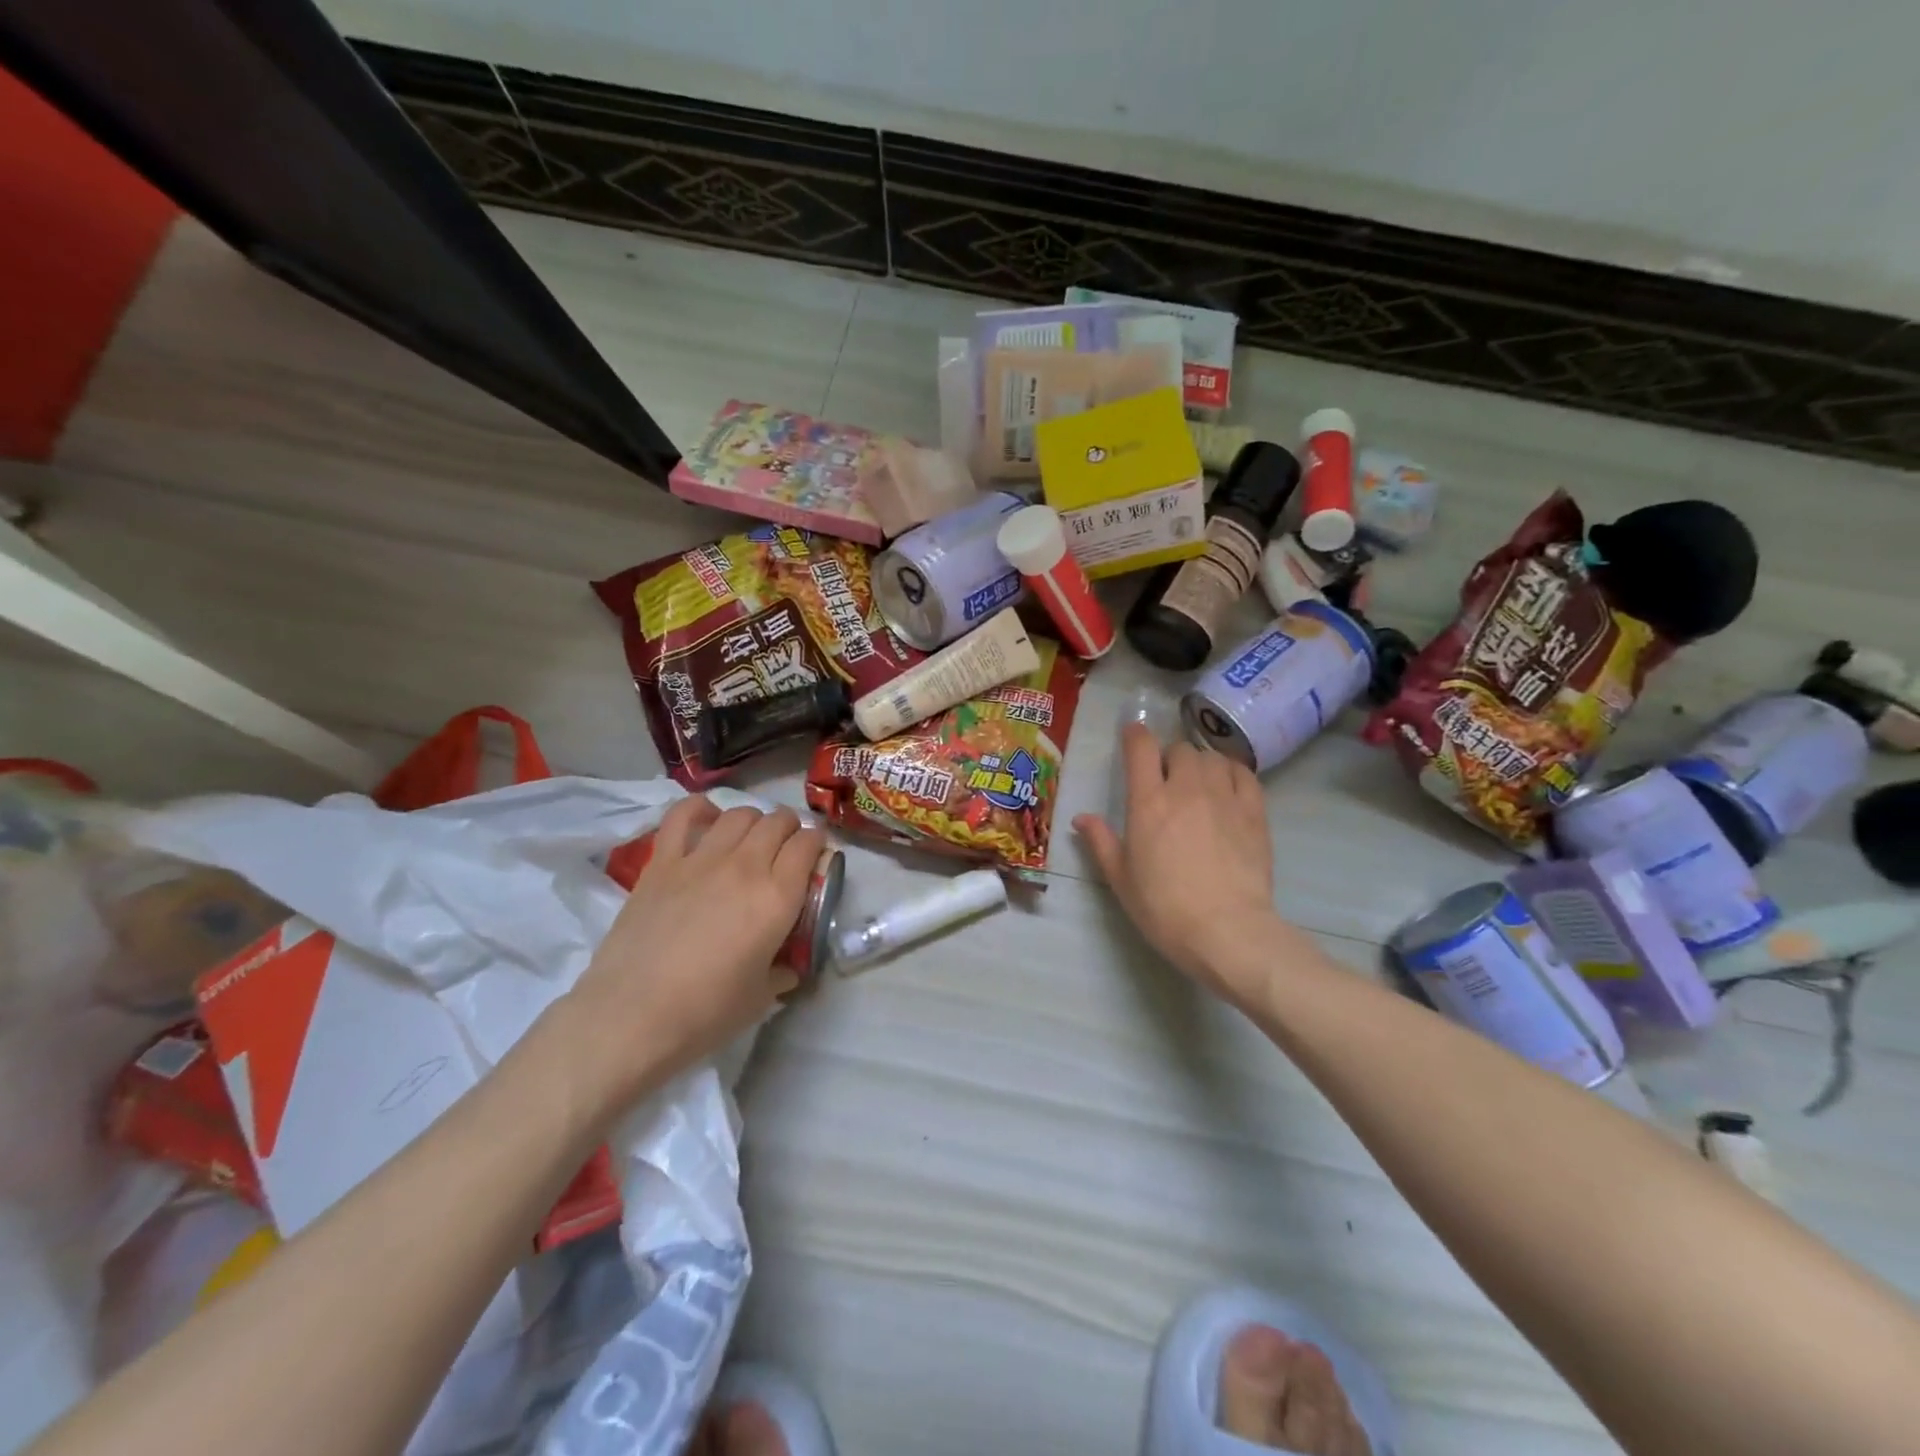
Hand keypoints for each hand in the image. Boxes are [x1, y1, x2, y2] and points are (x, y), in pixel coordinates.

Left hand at [563, 796, 825, 1115]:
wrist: (631, 1017)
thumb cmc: (705, 1013)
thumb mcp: (761, 997)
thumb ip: (782, 971)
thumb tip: (787, 965)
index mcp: (778, 897)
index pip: (808, 845)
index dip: (817, 844)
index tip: (815, 856)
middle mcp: (745, 867)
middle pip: (777, 822)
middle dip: (790, 828)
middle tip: (786, 846)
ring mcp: (700, 860)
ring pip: (738, 814)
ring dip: (753, 820)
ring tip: (751, 837)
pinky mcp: (661, 863)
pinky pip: (682, 817)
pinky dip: (698, 809)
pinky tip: (707, 816)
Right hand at [1074, 724, 1287, 1009]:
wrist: (1226, 930)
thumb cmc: (1163, 907)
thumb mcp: (1121, 879)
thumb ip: (1101, 842)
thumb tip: (1082, 818)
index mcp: (1148, 802)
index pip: (1141, 748)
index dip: (1134, 735)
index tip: (1132, 735)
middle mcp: (1186, 788)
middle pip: (1180, 749)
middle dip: (1170, 758)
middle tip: (1166, 780)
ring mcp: (1224, 797)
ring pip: (1212, 758)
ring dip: (1201, 764)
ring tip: (1198, 783)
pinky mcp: (1254, 812)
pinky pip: (1244, 774)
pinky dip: (1232, 772)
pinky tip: (1228, 787)